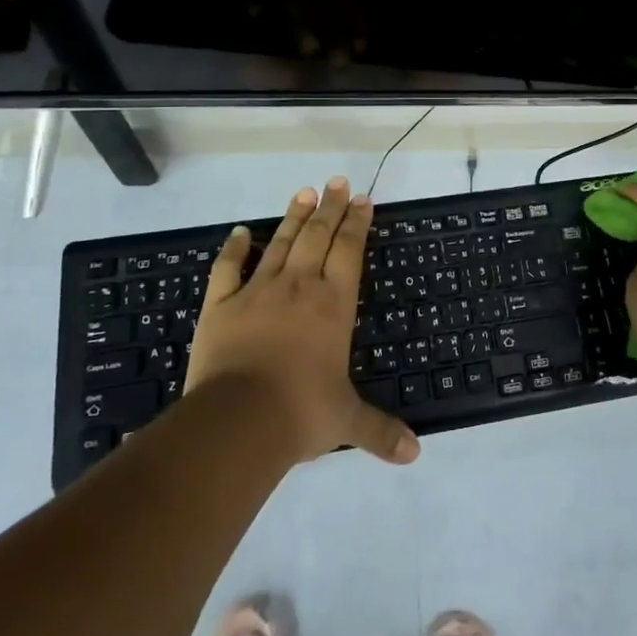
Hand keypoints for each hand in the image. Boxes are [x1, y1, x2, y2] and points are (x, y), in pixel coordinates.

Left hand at [188, 178, 419, 465]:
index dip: (357, 223)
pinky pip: (227, 269)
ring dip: (293, 217)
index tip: (362, 199)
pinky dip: (232, 249)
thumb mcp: (347, 421)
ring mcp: (257, 292)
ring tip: (304, 192)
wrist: (238, 420)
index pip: (350, 251)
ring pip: (279, 244)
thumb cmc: (301, 413)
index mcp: (333, 305)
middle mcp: (299, 288)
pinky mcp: (221, 306)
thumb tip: (415, 453)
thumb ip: (380, 431)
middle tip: (337, 181)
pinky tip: (239, 231)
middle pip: (317, 236)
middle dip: (330, 207)